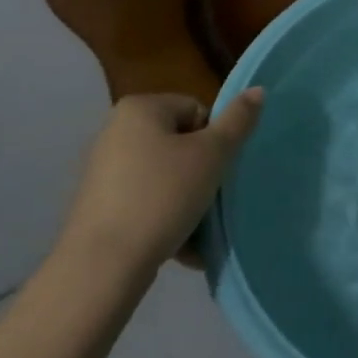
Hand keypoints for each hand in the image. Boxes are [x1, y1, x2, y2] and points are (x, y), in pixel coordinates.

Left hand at [56, 89, 262, 274]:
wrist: (102, 267)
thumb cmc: (162, 196)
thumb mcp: (211, 155)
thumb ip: (238, 121)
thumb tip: (258, 89)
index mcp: (140, 108)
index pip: (196, 111)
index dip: (214, 141)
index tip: (216, 172)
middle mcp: (116, 131)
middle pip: (180, 144)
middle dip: (201, 175)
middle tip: (210, 203)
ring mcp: (104, 170)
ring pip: (165, 177)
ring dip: (186, 202)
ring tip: (197, 233)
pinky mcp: (99, 205)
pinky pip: (145, 202)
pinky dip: (164, 219)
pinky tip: (178, 247)